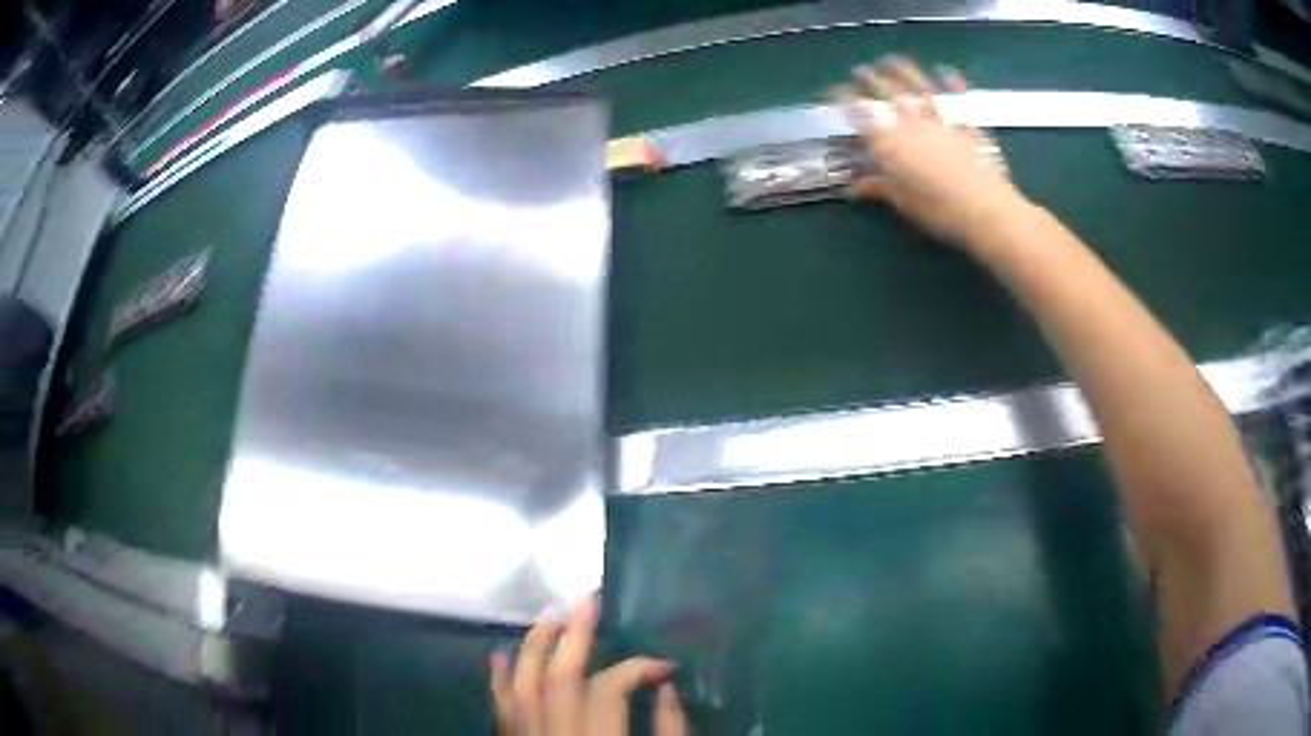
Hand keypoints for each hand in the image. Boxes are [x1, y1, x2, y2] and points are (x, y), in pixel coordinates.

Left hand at [490, 595, 687, 735]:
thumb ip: (671, 732)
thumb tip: (667, 688)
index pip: (608, 688)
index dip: (637, 667)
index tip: (665, 667)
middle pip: (558, 677)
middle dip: (574, 634)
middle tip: (588, 597)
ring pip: (521, 686)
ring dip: (533, 647)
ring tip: (548, 615)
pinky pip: (499, 711)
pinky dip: (498, 681)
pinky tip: (498, 655)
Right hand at [834, 56, 1027, 246]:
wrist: (983, 209)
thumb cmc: (937, 209)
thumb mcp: (903, 202)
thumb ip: (880, 187)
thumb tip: (856, 186)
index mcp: (890, 143)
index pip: (860, 115)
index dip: (844, 100)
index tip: (833, 92)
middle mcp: (911, 126)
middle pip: (886, 95)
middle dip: (870, 80)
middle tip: (859, 70)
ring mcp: (940, 124)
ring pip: (919, 91)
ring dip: (904, 72)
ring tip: (893, 60)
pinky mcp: (966, 129)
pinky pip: (958, 104)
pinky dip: (954, 87)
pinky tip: (949, 73)